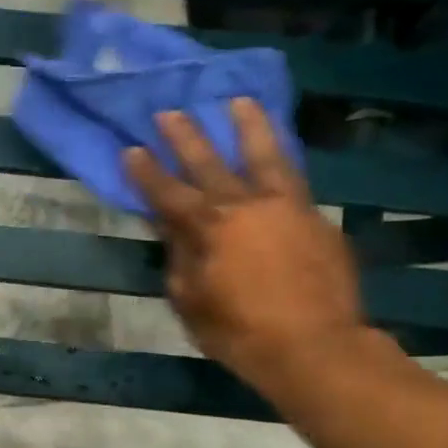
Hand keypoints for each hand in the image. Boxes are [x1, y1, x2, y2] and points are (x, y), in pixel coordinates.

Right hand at [124, 100, 369, 402]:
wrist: (315, 346)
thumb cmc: (240, 333)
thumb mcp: (192, 302)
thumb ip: (180, 260)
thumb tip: (173, 231)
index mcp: (210, 229)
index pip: (169, 194)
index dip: (146, 173)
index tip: (131, 149)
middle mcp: (246, 206)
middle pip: (210, 164)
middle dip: (186, 138)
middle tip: (169, 112)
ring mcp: (287, 207)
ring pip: (265, 156)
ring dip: (249, 126)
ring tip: (240, 101)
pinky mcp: (316, 218)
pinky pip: (294, 178)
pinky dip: (282, 158)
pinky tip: (277, 151)